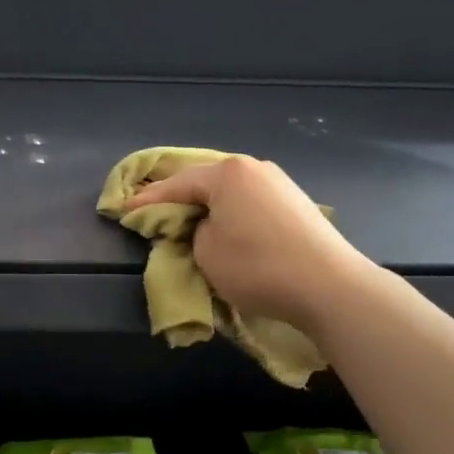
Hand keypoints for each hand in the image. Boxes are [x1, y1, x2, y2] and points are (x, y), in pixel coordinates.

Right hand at [126, 156, 372, 332]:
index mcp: (227, 173)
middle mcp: (253, 168)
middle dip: (178, 198)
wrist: (331, 286)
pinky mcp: (296, 203)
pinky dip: (232, 212)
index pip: (176, 185)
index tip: (122, 211)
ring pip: (230, 191)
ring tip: (188, 219)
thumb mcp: (206, 253)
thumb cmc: (258, 266)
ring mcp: (279, 183)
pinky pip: (250, 202)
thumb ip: (192, 232)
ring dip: (208, 205)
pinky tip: (226, 225)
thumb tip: (203, 226)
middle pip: (204, 181)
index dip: (147, 201)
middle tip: (153, 212)